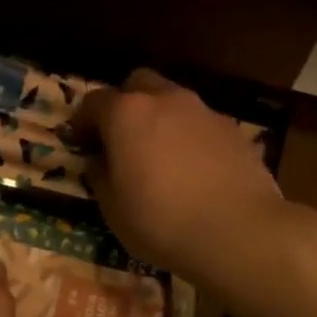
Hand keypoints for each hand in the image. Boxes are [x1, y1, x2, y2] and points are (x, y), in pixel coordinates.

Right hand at [70, 68, 282, 279]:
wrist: (237, 231)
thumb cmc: (160, 221)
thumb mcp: (113, 209)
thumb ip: (100, 176)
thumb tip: (99, 161)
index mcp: (127, 115)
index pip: (95, 102)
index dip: (82, 121)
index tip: (79, 142)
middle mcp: (166, 101)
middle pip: (138, 84)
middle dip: (124, 104)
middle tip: (120, 137)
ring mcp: (204, 112)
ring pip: (173, 101)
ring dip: (160, 119)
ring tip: (159, 155)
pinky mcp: (234, 130)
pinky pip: (201, 124)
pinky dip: (189, 137)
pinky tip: (193, 169)